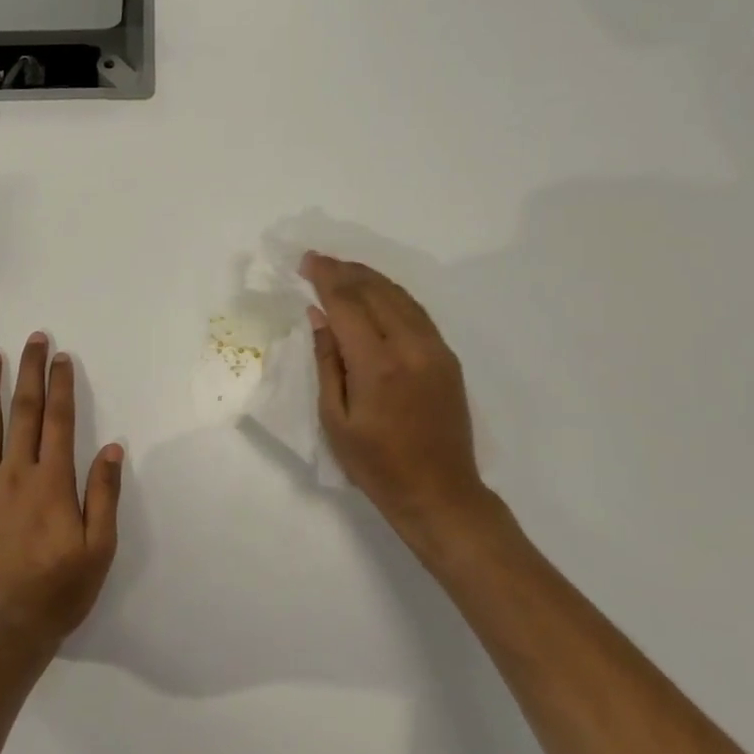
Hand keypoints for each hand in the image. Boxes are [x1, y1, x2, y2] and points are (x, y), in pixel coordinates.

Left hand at [0, 334, 122, 655]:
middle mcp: (15, 474)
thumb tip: (113, 449)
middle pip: (24, 412)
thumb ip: (104, 495)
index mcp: (52, 482)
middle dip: (29, 372)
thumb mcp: (99, 549)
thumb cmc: (58, 591)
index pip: (59, 421)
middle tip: (32, 339)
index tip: (60, 357)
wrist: (2, 631)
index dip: (60, 386)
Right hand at [303, 254, 513, 556]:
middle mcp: (410, 347)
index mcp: (377, 365)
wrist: (439, 493)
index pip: (347, 304)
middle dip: (345, 271)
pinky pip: (416, 312)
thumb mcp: (335, 419)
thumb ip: (327, 361)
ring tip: (343, 269)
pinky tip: (376, 293)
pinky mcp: (447, 357)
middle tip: (319, 260)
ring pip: (400, 296)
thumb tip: (318, 316)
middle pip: (375, 291)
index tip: (306, 261)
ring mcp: (434, 350)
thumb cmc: (376, 465)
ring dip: (369, 278)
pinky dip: (392, 294)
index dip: (325, 278)